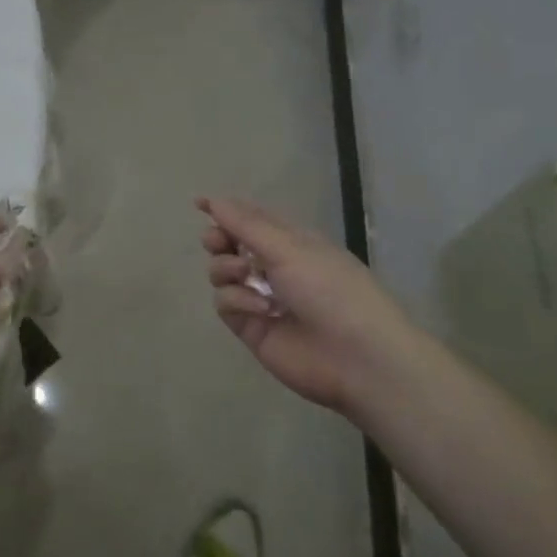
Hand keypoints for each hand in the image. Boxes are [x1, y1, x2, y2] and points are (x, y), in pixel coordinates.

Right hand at [199, 196, 425, 415]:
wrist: (357, 357)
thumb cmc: (331, 289)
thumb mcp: (289, 247)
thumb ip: (245, 224)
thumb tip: (212, 200)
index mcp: (291, 242)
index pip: (252, 218)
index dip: (226, 210)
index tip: (199, 204)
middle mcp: (273, 267)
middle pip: (229, 244)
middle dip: (218, 239)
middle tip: (217, 242)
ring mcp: (260, 297)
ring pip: (220, 272)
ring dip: (226, 268)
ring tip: (244, 276)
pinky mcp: (250, 327)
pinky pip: (225, 302)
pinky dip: (237, 301)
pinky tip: (261, 309)